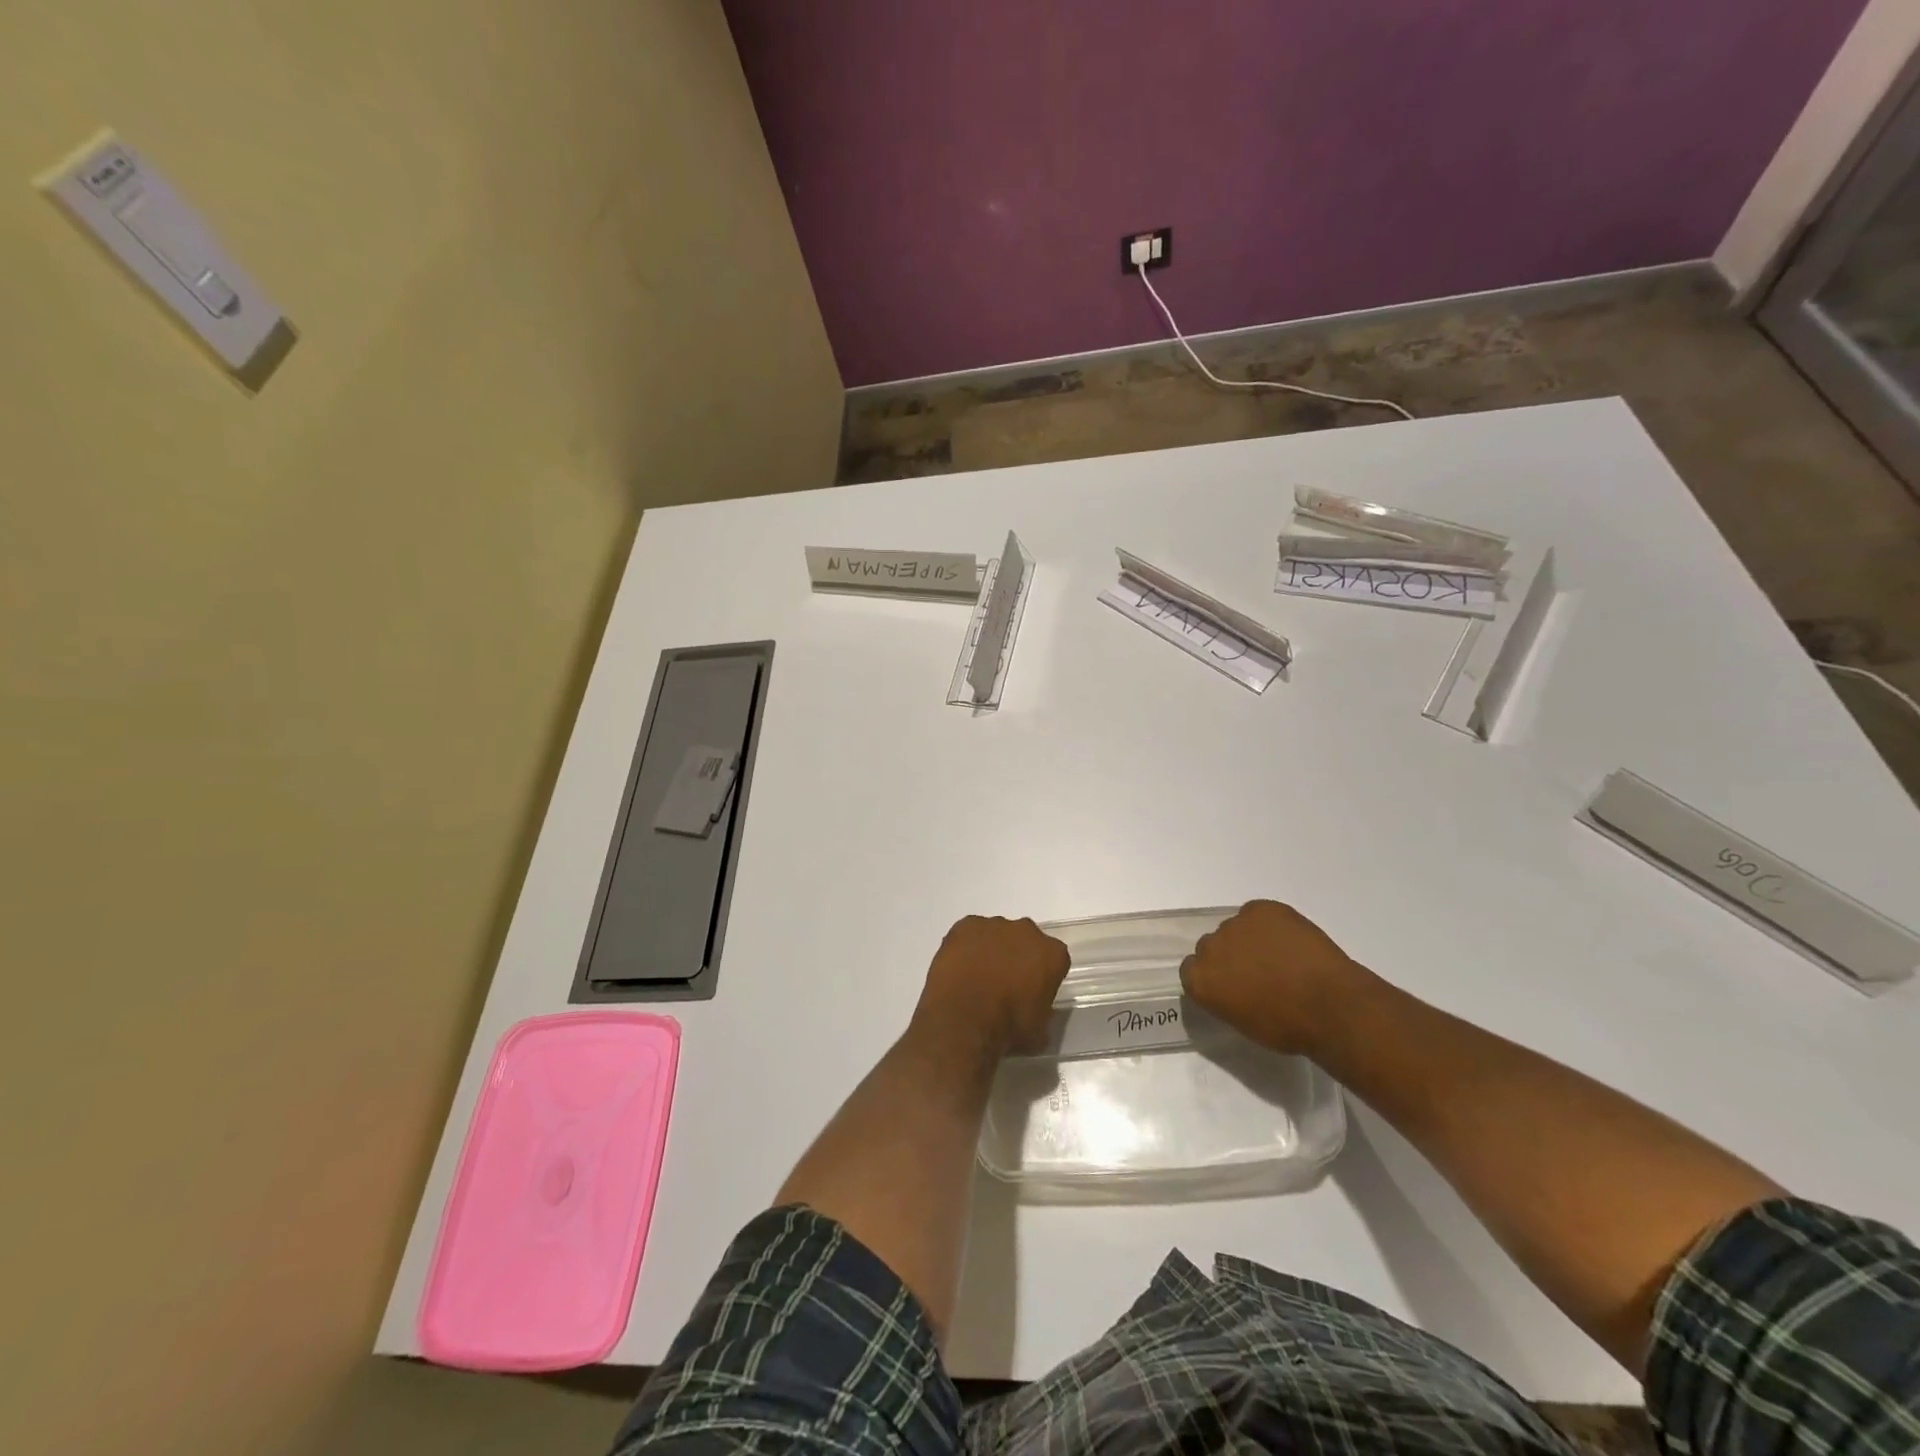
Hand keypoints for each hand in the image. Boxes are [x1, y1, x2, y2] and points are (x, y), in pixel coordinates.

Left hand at [911, 916, 1070, 1060]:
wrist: (963, 1020)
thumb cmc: (1007, 1028)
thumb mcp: (1039, 1032)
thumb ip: (1042, 1012)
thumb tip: (1034, 1010)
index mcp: (1052, 954)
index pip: (1054, 959)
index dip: (1042, 975)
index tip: (1032, 991)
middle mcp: (1027, 931)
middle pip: (1026, 940)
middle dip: (1017, 957)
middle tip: (1004, 983)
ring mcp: (994, 925)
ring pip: (996, 934)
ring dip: (991, 951)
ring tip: (976, 978)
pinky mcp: (965, 924)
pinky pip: (969, 933)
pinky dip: (966, 947)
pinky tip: (959, 969)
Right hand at [1180, 900, 1372, 1055]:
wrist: (1331, 1006)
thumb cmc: (1288, 1027)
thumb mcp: (1244, 1022)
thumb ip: (1225, 998)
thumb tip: (1233, 987)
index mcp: (1200, 980)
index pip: (1191, 969)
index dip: (1214, 975)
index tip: (1232, 984)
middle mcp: (1209, 947)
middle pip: (1211, 945)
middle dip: (1229, 955)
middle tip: (1257, 971)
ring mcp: (1235, 924)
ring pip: (1236, 928)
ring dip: (1251, 939)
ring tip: (1281, 956)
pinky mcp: (1261, 908)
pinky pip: (1259, 913)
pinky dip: (1271, 924)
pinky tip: (1291, 941)